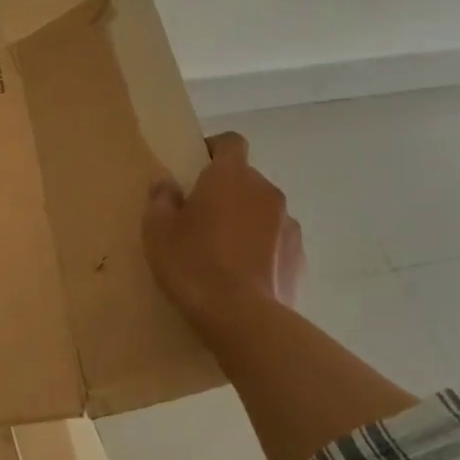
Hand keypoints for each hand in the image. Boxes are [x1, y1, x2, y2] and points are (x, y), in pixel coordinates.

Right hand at [143, 132, 303, 339]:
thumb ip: (161, 200)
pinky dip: (262, 250)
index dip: (213, 150)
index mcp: (231, 176)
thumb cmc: (192, 263)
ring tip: (223, 252)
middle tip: (200, 219)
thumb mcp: (158, 231)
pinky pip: (277, 243)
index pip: (230, 142)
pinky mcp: (300, 257)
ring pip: (263, 212)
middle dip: (226, 192)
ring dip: (246, 221)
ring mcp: (289, 224)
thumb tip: (166, 184)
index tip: (195, 169)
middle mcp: (266, 191)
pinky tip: (243, 276)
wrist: (241, 317)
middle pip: (246, 179)